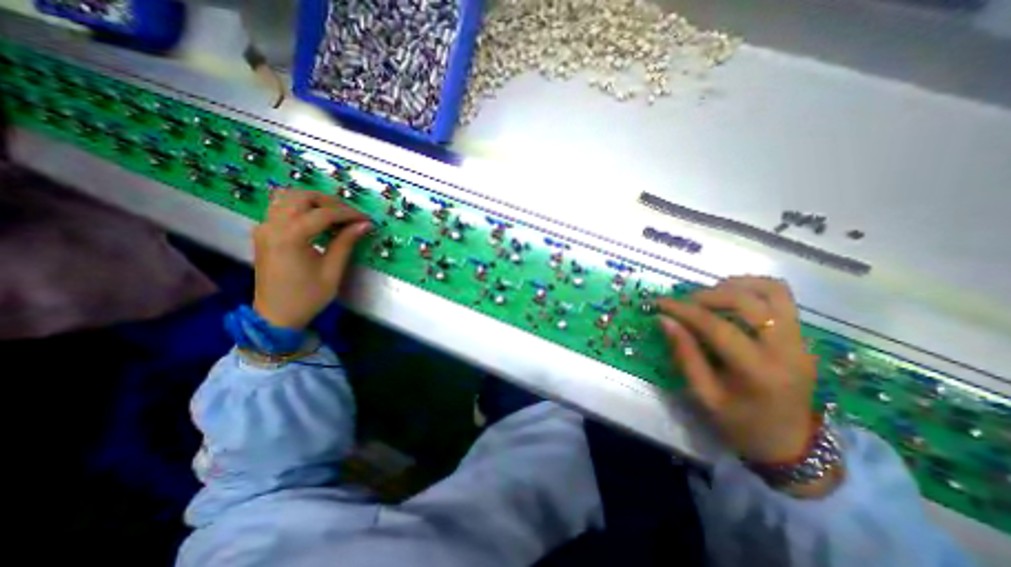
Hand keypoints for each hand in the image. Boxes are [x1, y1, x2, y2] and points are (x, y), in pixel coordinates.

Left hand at [253, 192, 370, 330]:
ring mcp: (264, 227)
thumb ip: (346, 243)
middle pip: (302, 196)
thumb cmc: (308, 296)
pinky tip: (316, 220)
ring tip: (335, 214)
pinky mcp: (263, 233)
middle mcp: (272, 226)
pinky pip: (280, 207)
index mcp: (291, 237)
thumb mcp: (333, 271)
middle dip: (330, 201)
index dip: (348, 213)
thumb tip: (364, 224)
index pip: (324, 213)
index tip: (366, 219)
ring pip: (288, 197)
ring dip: (314, 201)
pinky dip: (301, 207)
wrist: (275, 315)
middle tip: (350, 214)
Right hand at [661, 277, 815, 467]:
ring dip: (735, 285)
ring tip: (709, 296)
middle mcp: (786, 349)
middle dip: (708, 295)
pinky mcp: (801, 336)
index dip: (684, 310)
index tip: (660, 302)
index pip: (717, 326)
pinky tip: (730, 300)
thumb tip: (664, 320)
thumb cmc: (740, 424)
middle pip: (748, 300)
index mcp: (758, 371)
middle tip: (684, 302)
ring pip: (773, 290)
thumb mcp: (703, 395)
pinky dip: (751, 290)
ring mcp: (800, 340)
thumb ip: (684, 354)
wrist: (791, 444)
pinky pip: (779, 299)